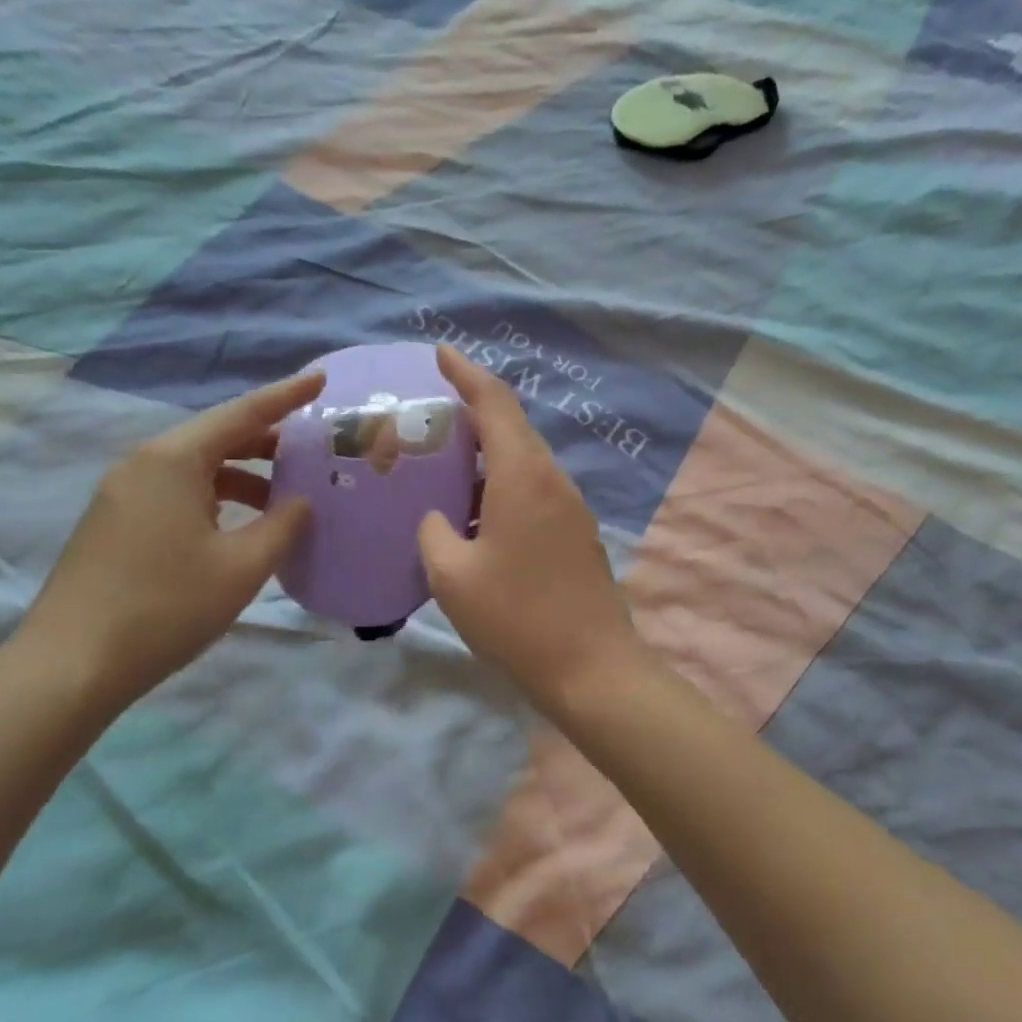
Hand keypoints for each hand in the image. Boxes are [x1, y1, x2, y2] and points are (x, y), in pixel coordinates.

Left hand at [13, 370, 324, 714]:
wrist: (70, 666)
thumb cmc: (165, 607)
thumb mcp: (241, 566)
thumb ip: (282, 525)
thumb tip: (300, 502)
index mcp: (174, 459)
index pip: (243, 413)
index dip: (286, 396)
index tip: (321, 379)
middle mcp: (144, 463)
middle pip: (217, 437)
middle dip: (267, 442)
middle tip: (312, 452)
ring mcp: (122, 493)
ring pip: (196, 468)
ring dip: (243, 477)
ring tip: (283, 500)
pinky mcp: (114, 523)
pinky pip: (176, 492)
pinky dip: (215, 498)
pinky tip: (237, 528)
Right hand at [418, 345, 643, 713]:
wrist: (592, 668)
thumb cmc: (517, 618)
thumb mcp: (452, 577)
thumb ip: (435, 533)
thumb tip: (440, 519)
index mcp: (523, 476)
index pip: (494, 403)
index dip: (466, 373)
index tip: (441, 352)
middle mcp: (552, 480)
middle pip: (511, 428)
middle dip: (471, 413)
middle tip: (429, 416)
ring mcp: (570, 507)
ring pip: (523, 461)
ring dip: (485, 455)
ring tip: (444, 464)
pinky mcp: (576, 533)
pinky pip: (534, 490)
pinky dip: (501, 485)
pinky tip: (475, 512)